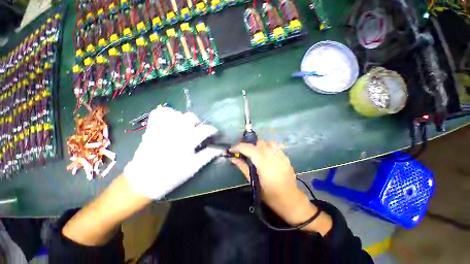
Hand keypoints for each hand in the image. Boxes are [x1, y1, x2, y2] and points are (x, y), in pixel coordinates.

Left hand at [124, 107, 222, 198]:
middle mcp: (174, 130)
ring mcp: (161, 127)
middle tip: (198, 133)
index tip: (214, 134)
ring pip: (177, 113)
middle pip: (191, 117)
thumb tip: (220, 148)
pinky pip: (160, 113)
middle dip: (198, 123)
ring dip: (184, 119)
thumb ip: (208, 155)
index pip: (205, 129)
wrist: (142, 181)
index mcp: (186, 141)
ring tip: (184, 128)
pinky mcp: (152, 128)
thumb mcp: (193, 167)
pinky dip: (168, 114)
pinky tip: (171, 122)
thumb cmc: (171, 176)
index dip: (212, 130)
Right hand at [231, 141, 331, 233]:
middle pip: (258, 143)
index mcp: (265, 165)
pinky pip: (274, 145)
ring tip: (253, 152)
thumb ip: (243, 167)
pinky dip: (266, 146)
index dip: (239, 147)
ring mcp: (281, 155)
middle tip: (242, 151)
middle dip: (248, 145)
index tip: (232, 149)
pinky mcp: (285, 156)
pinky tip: (264, 154)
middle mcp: (274, 157)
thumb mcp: (254, 182)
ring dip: (257, 145)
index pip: (250, 149)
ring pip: (267, 142)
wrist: (290, 200)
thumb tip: (233, 158)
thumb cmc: (270, 195)